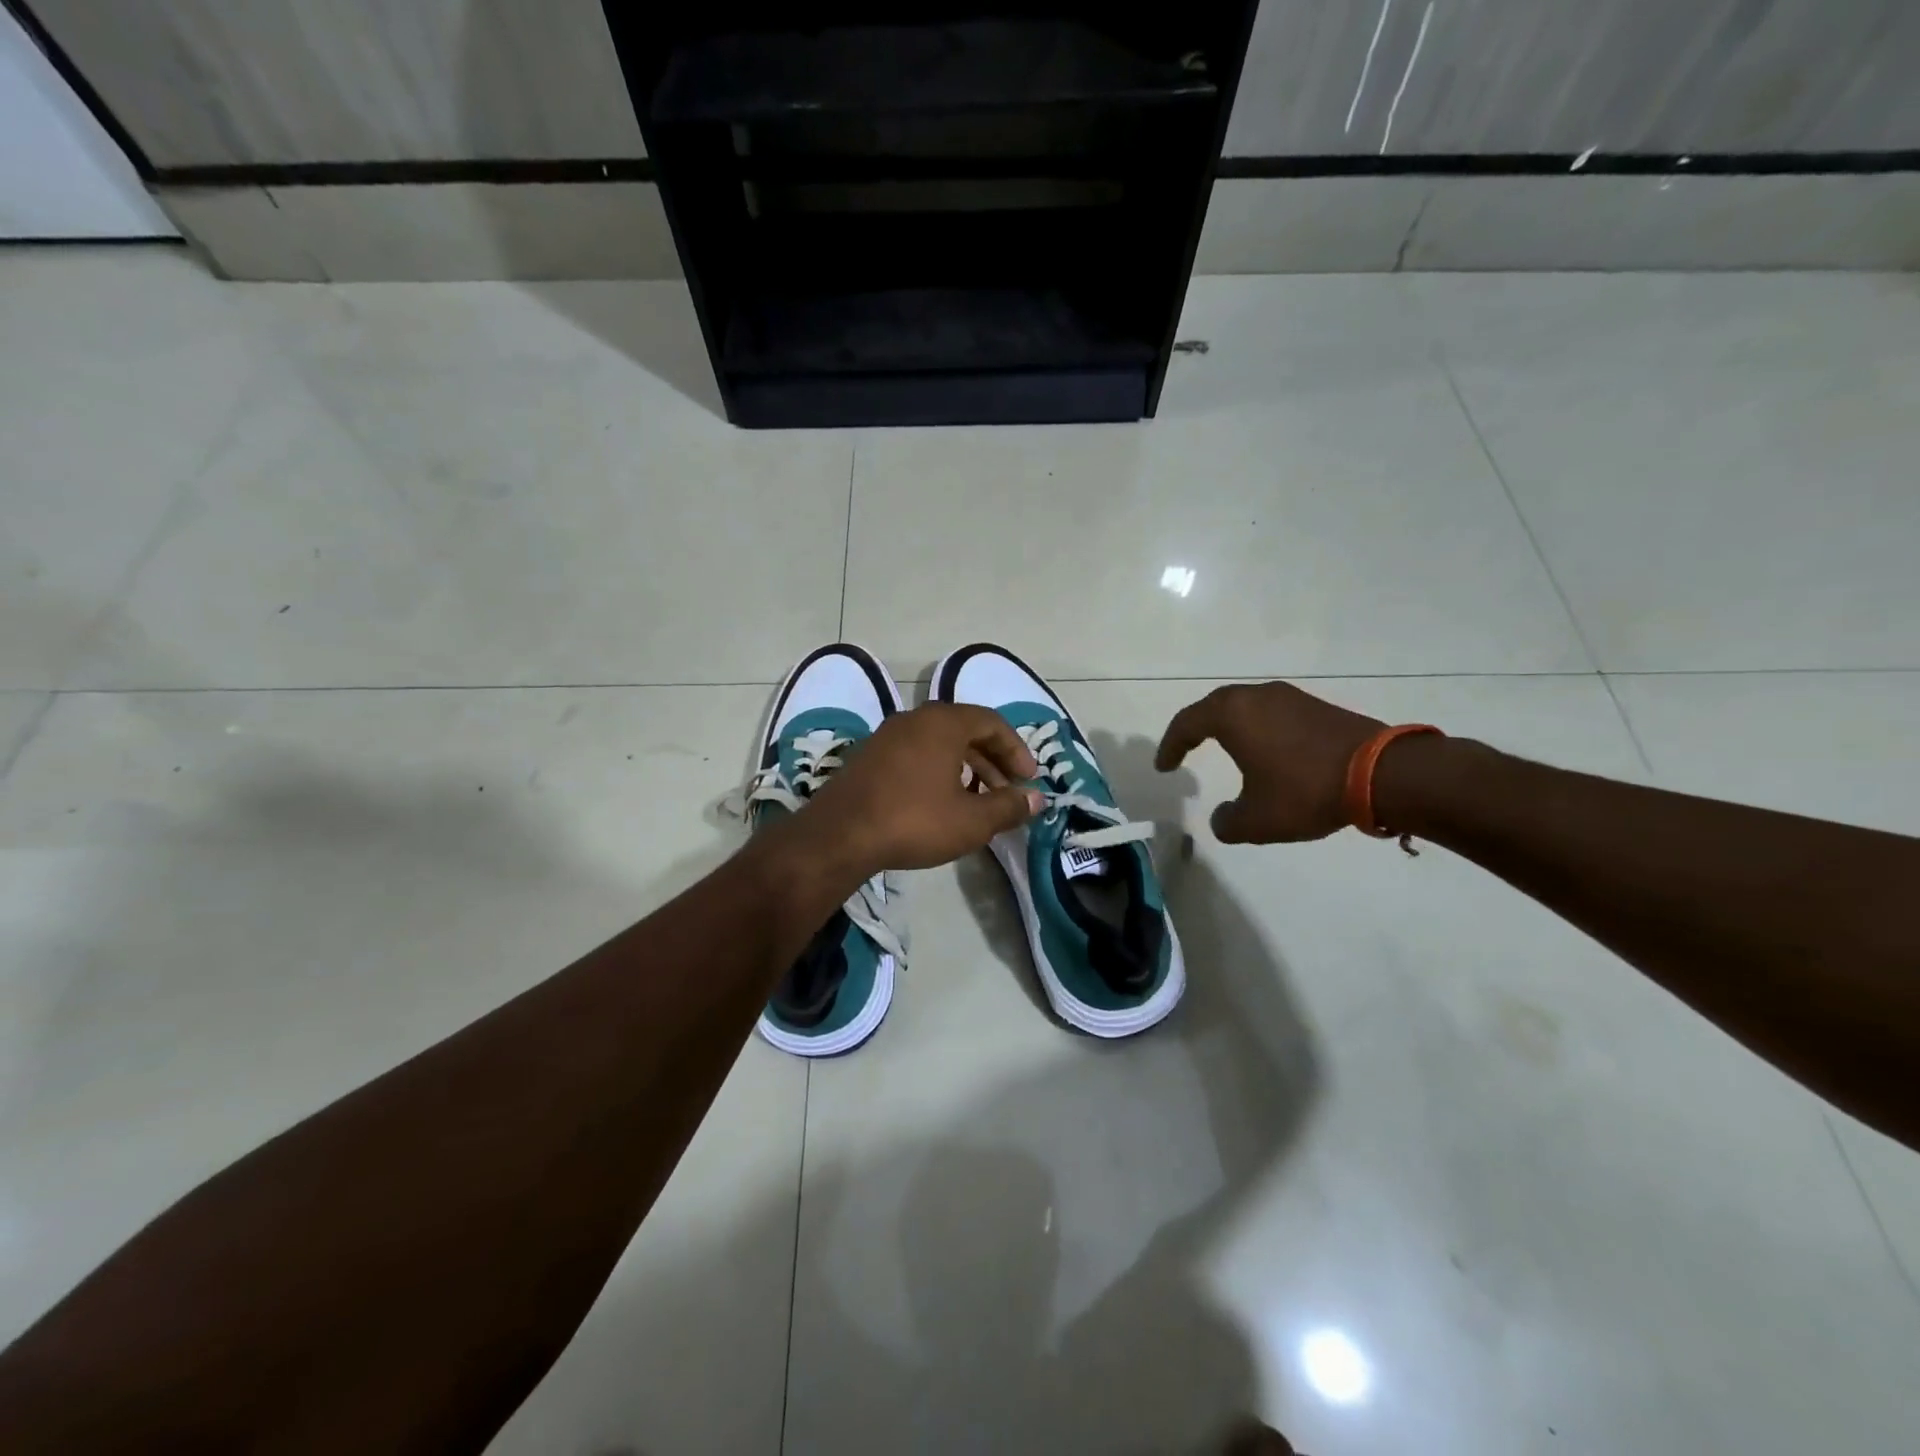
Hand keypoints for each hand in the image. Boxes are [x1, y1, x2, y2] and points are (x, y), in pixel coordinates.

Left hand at [789, 703, 1042, 877]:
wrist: (839, 835)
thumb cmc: (914, 820)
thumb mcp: (971, 820)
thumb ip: (1008, 806)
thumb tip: (1037, 799)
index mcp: (943, 722)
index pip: (992, 722)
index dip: (1016, 750)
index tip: (1028, 779)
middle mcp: (914, 719)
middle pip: (965, 730)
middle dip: (992, 761)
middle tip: (1008, 791)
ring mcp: (886, 736)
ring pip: (939, 743)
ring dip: (966, 768)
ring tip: (978, 801)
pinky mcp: (868, 757)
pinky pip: (915, 754)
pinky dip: (938, 771)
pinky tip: (940, 803)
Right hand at [1155, 682, 1383, 842]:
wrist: (1381, 774)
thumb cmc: (1305, 791)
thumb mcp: (1256, 820)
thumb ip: (1227, 822)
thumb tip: (1222, 818)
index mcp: (1233, 715)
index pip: (1187, 724)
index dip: (1170, 746)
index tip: (1164, 767)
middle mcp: (1257, 697)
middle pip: (1215, 707)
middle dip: (1196, 728)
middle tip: (1186, 749)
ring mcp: (1291, 698)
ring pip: (1247, 707)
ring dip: (1231, 727)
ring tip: (1225, 750)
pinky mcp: (1317, 707)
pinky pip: (1273, 714)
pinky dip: (1259, 730)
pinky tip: (1267, 753)